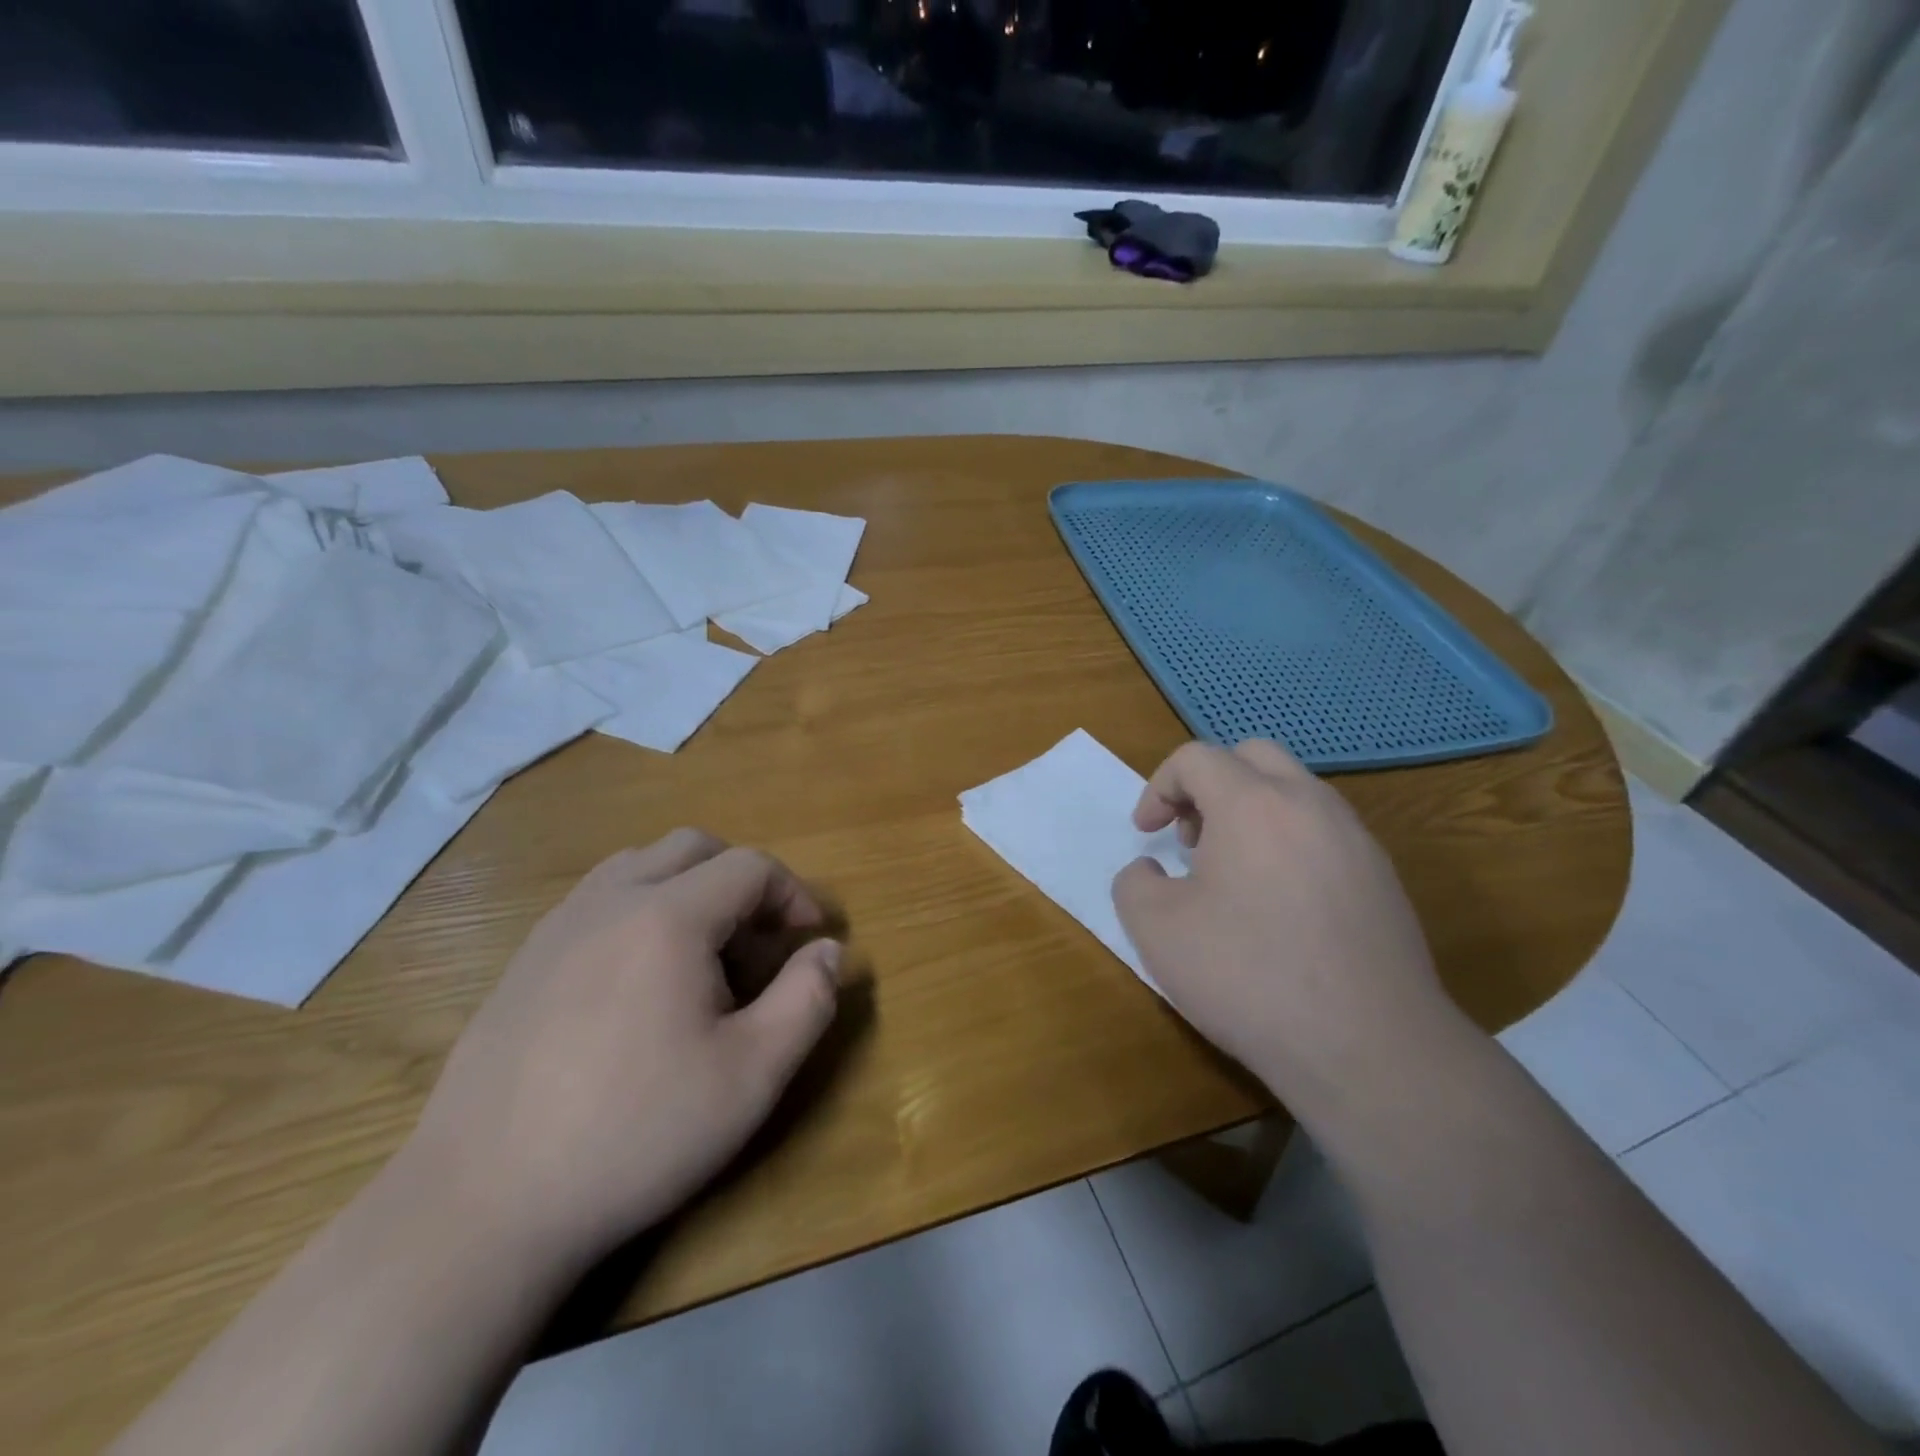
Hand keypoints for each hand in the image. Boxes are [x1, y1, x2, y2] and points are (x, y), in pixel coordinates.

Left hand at [399, 830, 841, 1275]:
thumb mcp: (752, 1075)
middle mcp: (611, 900)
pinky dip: (641, 910)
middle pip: (694, 847)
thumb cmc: (635, 1133)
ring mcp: (559, 925)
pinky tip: (640, 982)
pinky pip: (599, 899)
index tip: (809, 938)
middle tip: (759, 940)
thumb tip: (828, 950)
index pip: (749, 867)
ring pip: (640, 865)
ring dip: (689, 888)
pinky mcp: (524, 959)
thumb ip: (806, 1000)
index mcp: (668, 917)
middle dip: (742, 880)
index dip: (792, 893)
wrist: (482, 1204)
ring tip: (703, 954)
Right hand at [1112, 741, 1457, 1133]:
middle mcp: (1310, 804)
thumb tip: (1151, 871)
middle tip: (1192, 839)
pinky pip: (1325, 833)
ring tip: (1233, 874)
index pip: (1196, 758)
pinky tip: (1280, 907)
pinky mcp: (1383, 879)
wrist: (1367, 1047)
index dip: (1158, 788)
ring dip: (1252, 812)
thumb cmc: (1247, 975)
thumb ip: (1134, 882)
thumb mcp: (1155, 929)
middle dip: (1210, 785)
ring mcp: (1356, 839)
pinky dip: (1289, 843)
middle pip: (1252, 756)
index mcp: (1253, 803)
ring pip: (1295, 791)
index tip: (1146, 834)